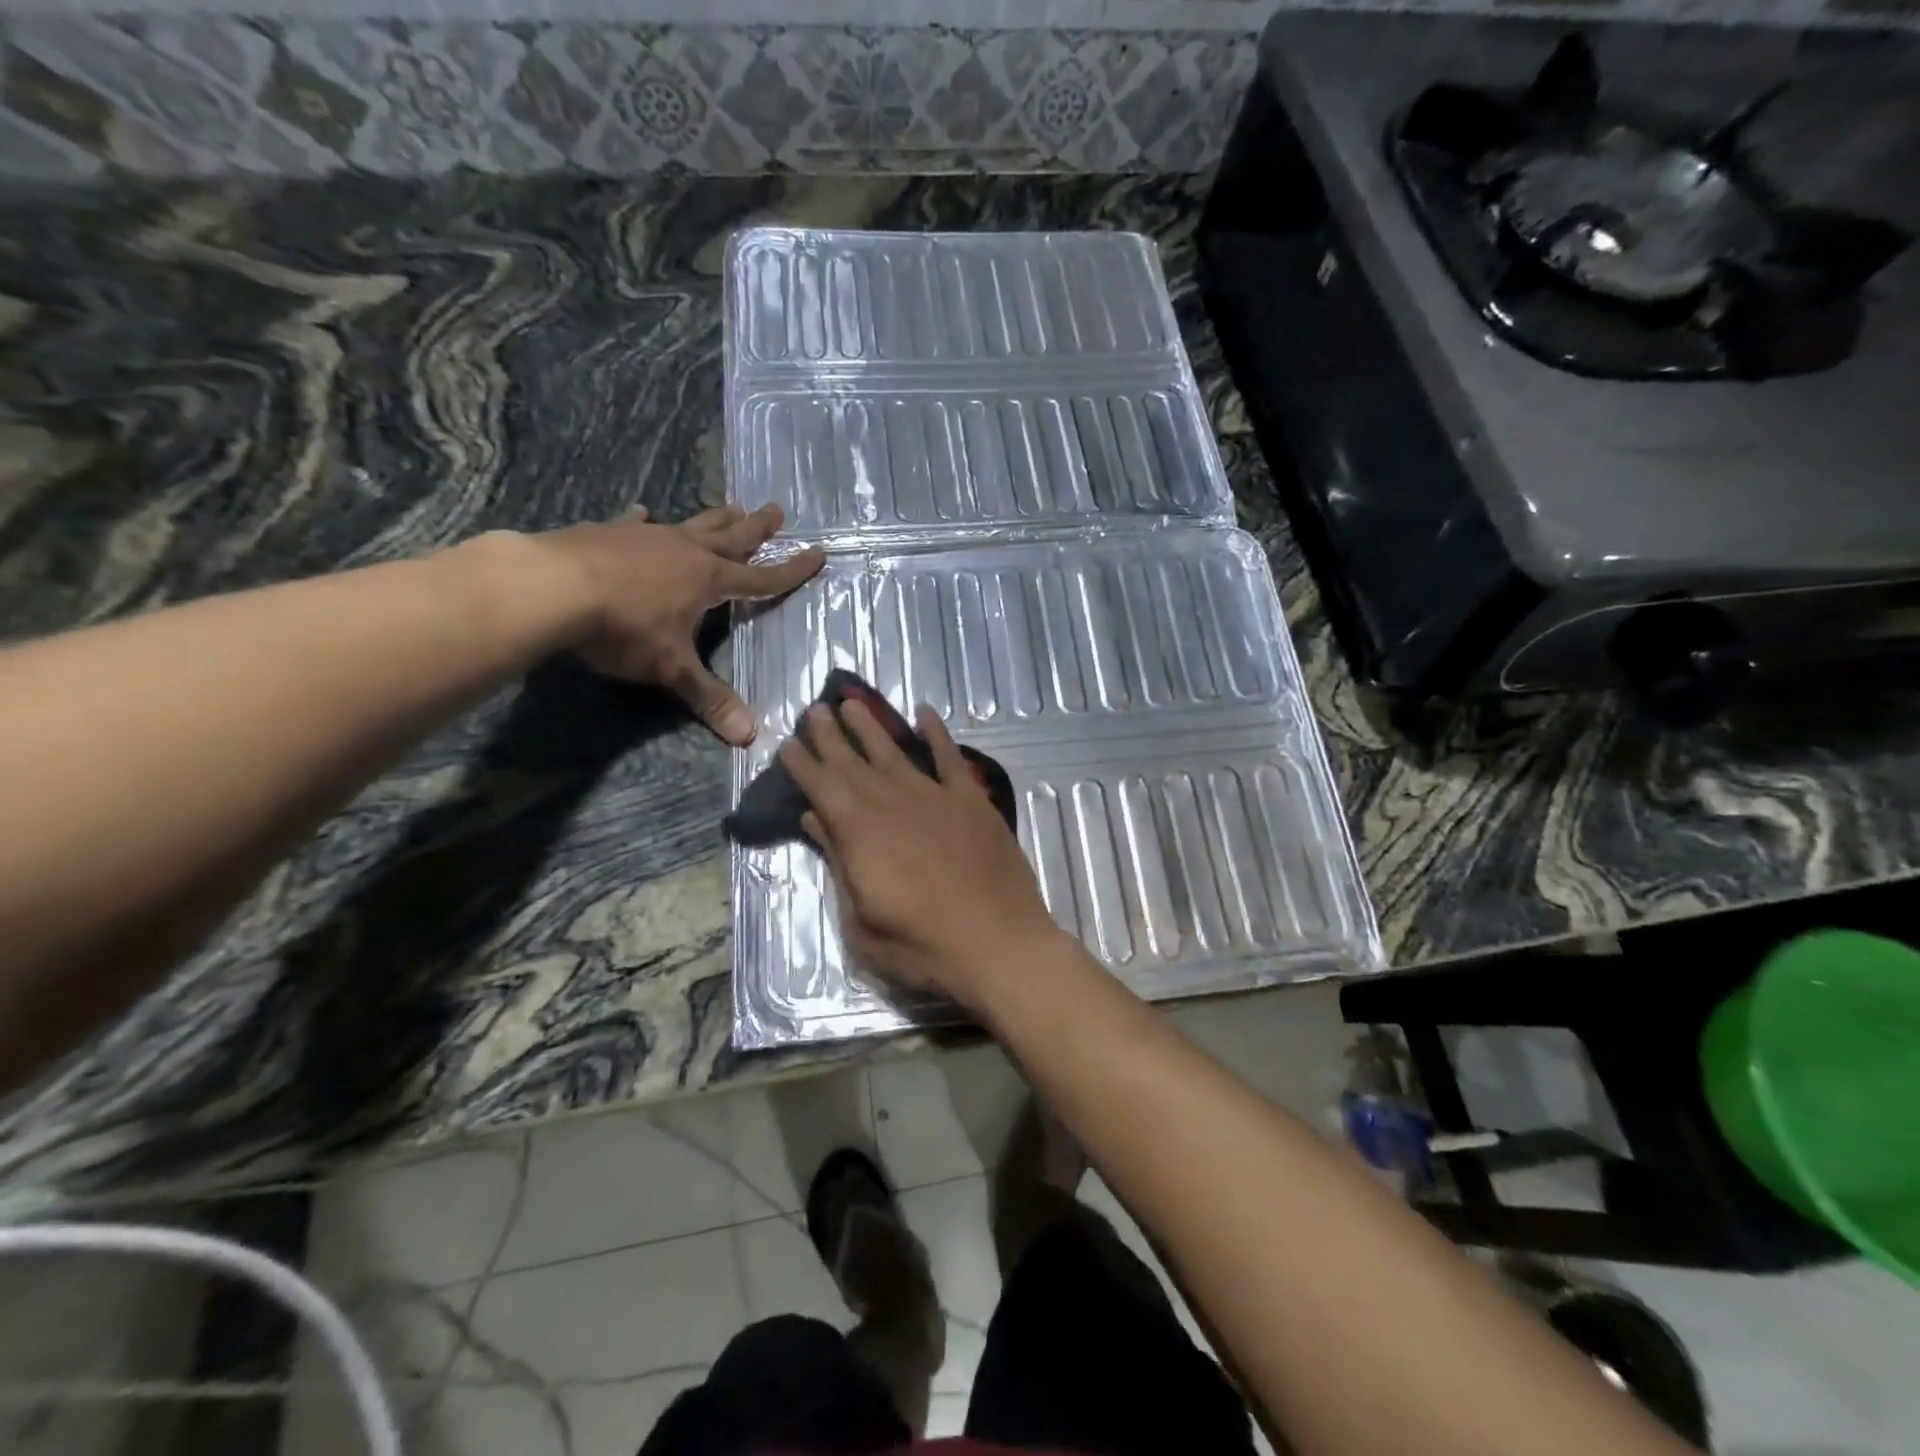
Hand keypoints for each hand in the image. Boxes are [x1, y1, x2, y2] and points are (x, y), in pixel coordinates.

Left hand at [544, 504, 823, 744]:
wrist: (551, 587)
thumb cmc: (623, 628)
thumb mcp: (671, 668)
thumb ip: (709, 698)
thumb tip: (751, 736)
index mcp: (709, 580)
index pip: (762, 579)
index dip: (792, 570)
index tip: (818, 553)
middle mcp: (685, 551)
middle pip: (732, 537)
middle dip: (757, 528)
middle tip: (777, 509)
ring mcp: (646, 537)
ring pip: (691, 524)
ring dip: (715, 517)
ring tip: (731, 504)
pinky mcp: (608, 532)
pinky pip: (634, 523)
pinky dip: (643, 520)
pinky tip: (643, 512)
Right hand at [779, 700, 1064, 1009]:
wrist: (999, 944)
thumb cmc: (923, 947)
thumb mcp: (862, 923)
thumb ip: (839, 865)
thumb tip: (815, 820)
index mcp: (860, 833)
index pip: (822, 788)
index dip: (803, 764)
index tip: (788, 743)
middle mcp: (892, 803)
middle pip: (853, 763)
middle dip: (829, 736)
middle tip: (813, 709)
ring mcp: (934, 797)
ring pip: (894, 752)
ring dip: (870, 727)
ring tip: (851, 703)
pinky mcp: (971, 800)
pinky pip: (950, 758)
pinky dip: (937, 733)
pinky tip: (924, 713)